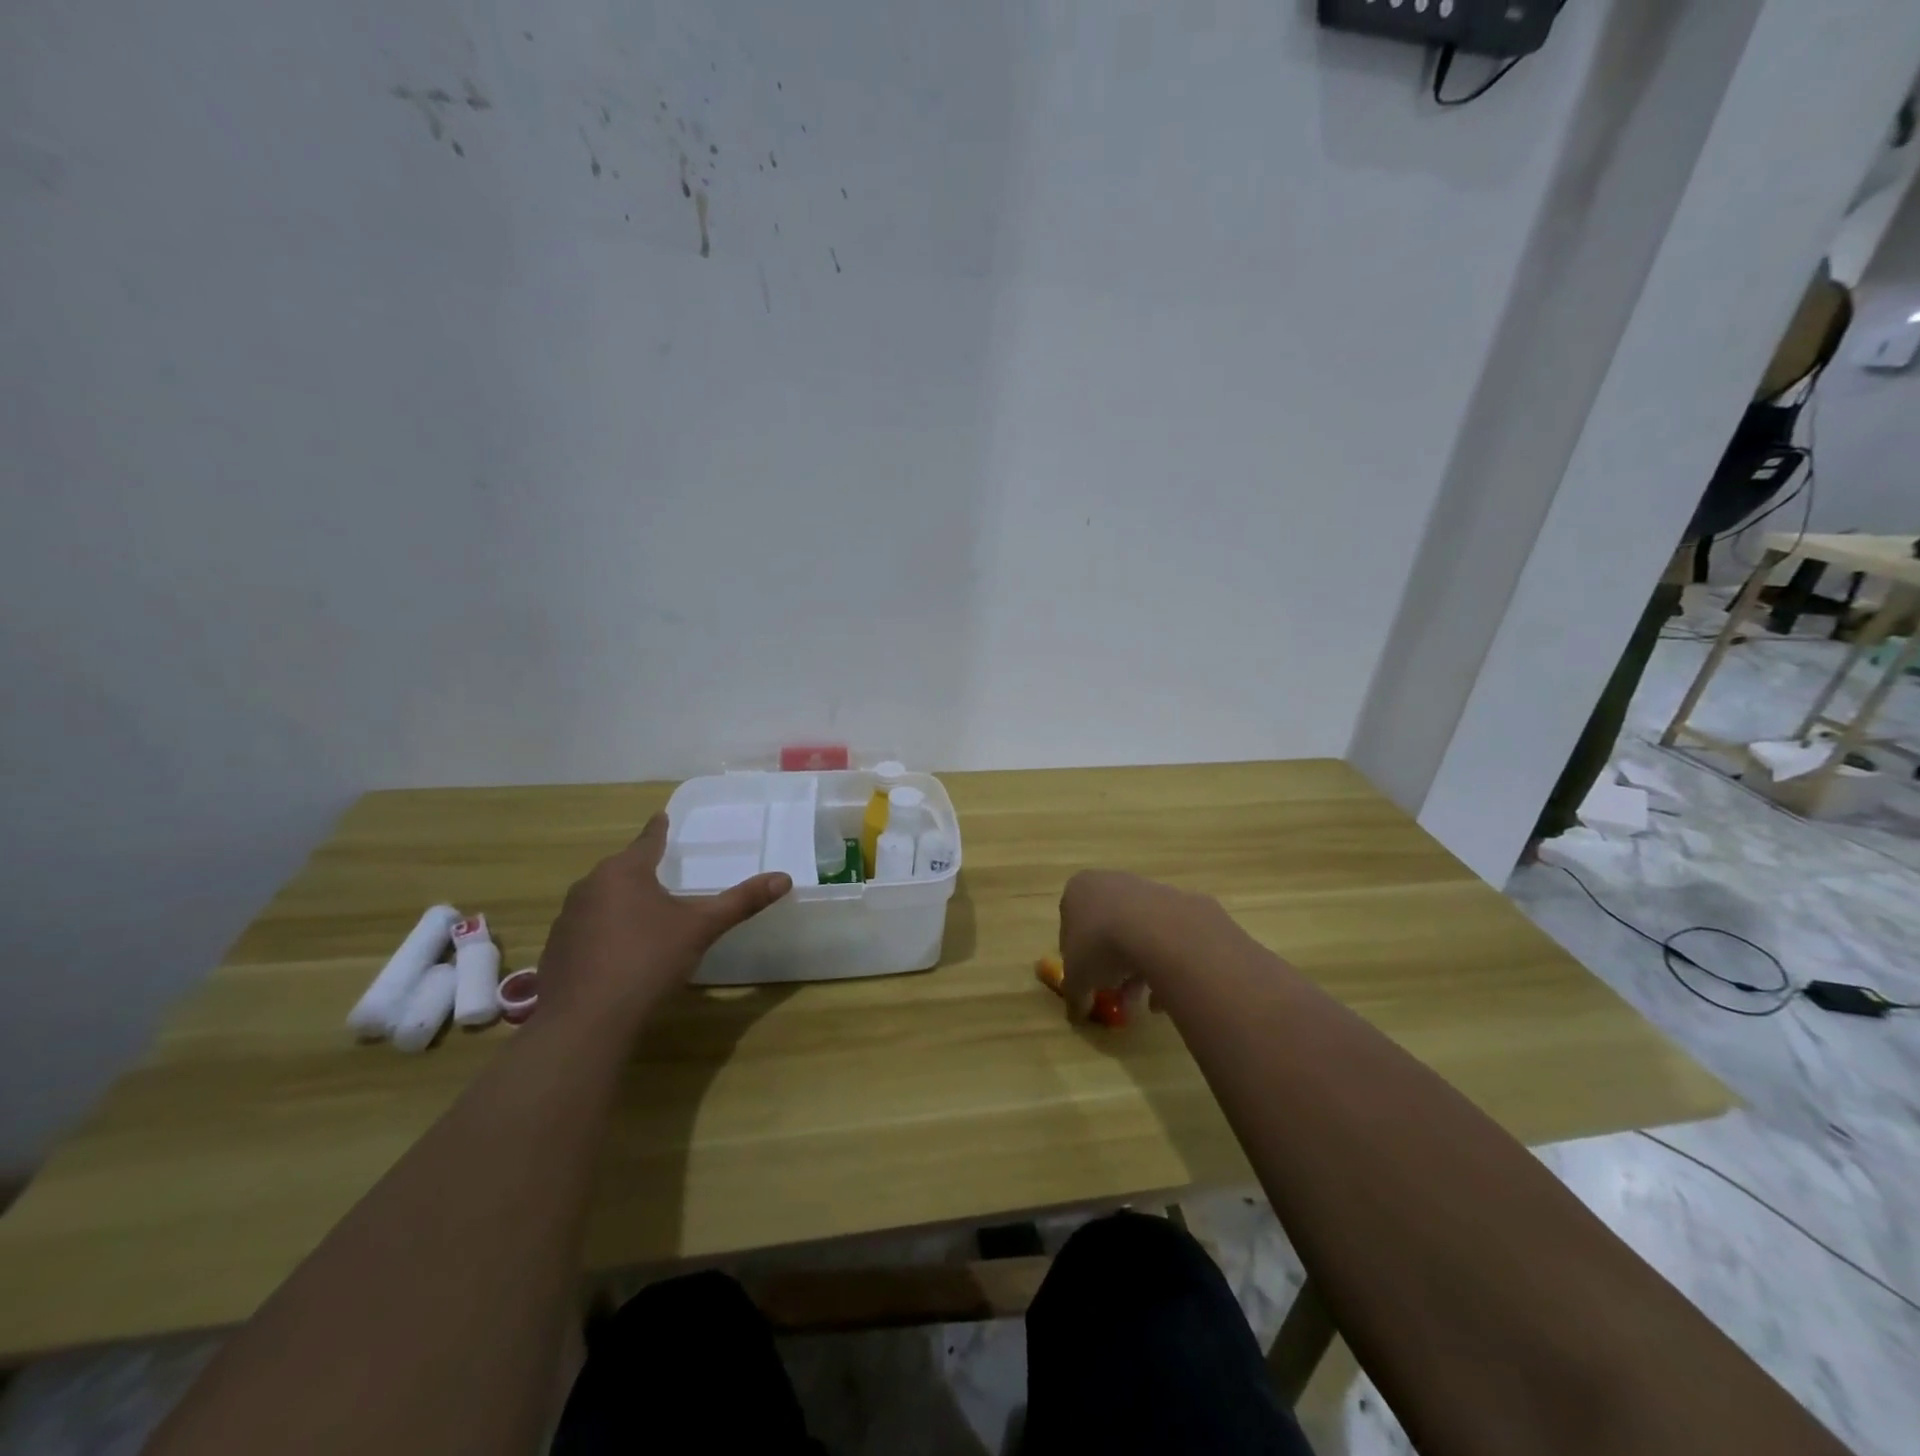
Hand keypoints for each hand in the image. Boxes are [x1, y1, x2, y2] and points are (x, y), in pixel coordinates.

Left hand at [537, 814, 790, 1039]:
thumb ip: (741, 901)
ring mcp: (567, 919)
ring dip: (622, 901)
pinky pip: (587, 927)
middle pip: (622, 868)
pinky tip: (619, 952)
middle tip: (665, 872)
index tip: (662, 817)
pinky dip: (605, 930)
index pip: (647, 840)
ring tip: (645, 914)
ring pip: (602, 898)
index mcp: (624, 871)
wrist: (585, 1022)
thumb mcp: (701, 928)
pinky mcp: (556, 950)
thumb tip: (785, 878)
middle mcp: (590, 886)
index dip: (659, 829)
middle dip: (642, 869)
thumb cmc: (647, 961)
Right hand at [1057, 870, 1194, 1023]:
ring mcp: (1146, 888)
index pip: (1071, 926)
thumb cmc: (1101, 945)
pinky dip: (1165, 964)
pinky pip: (1166, 937)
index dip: (1078, 960)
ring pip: (1138, 933)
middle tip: (1119, 995)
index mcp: (1078, 890)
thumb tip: (1076, 1015)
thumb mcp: (1076, 979)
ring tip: (1146, 1002)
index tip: (1089, 984)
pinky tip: (1167, 994)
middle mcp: (1109, 881)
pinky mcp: (1178, 900)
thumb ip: (1074, 996)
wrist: (1159, 930)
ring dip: (1139, 968)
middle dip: (1112, 966)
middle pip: (1106, 929)